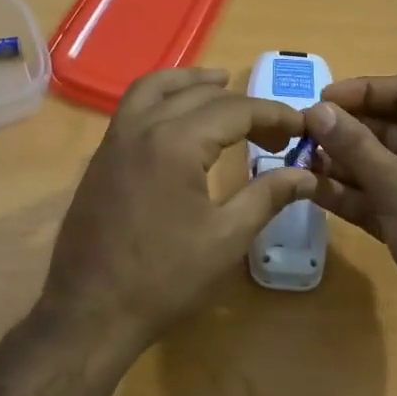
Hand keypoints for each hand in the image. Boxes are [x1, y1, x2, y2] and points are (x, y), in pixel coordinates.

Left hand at [42, 68, 314, 351]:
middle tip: (274, 131)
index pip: (235, 110)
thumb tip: (306, 174)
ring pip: (155, 88)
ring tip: (222, 85)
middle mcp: (141, 127)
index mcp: (176, 142)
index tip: (301, 127)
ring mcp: (114, 140)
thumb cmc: (164, 279)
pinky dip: (161, 97)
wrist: (90, 312)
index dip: (274, 115)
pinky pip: (133, 107)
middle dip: (242, 104)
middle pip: (198, 94)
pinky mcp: (101, 157)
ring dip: (192, 82)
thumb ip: (267, 196)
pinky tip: (179, 119)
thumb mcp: (226, 239)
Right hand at [305, 76, 396, 357]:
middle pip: (388, 128)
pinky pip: (375, 198)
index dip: (363, 91)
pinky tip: (312, 190)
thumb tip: (318, 110)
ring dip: (341, 163)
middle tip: (301, 136)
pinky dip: (348, 194)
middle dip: (346, 130)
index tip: (321, 101)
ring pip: (378, 165)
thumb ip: (356, 146)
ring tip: (299, 163)